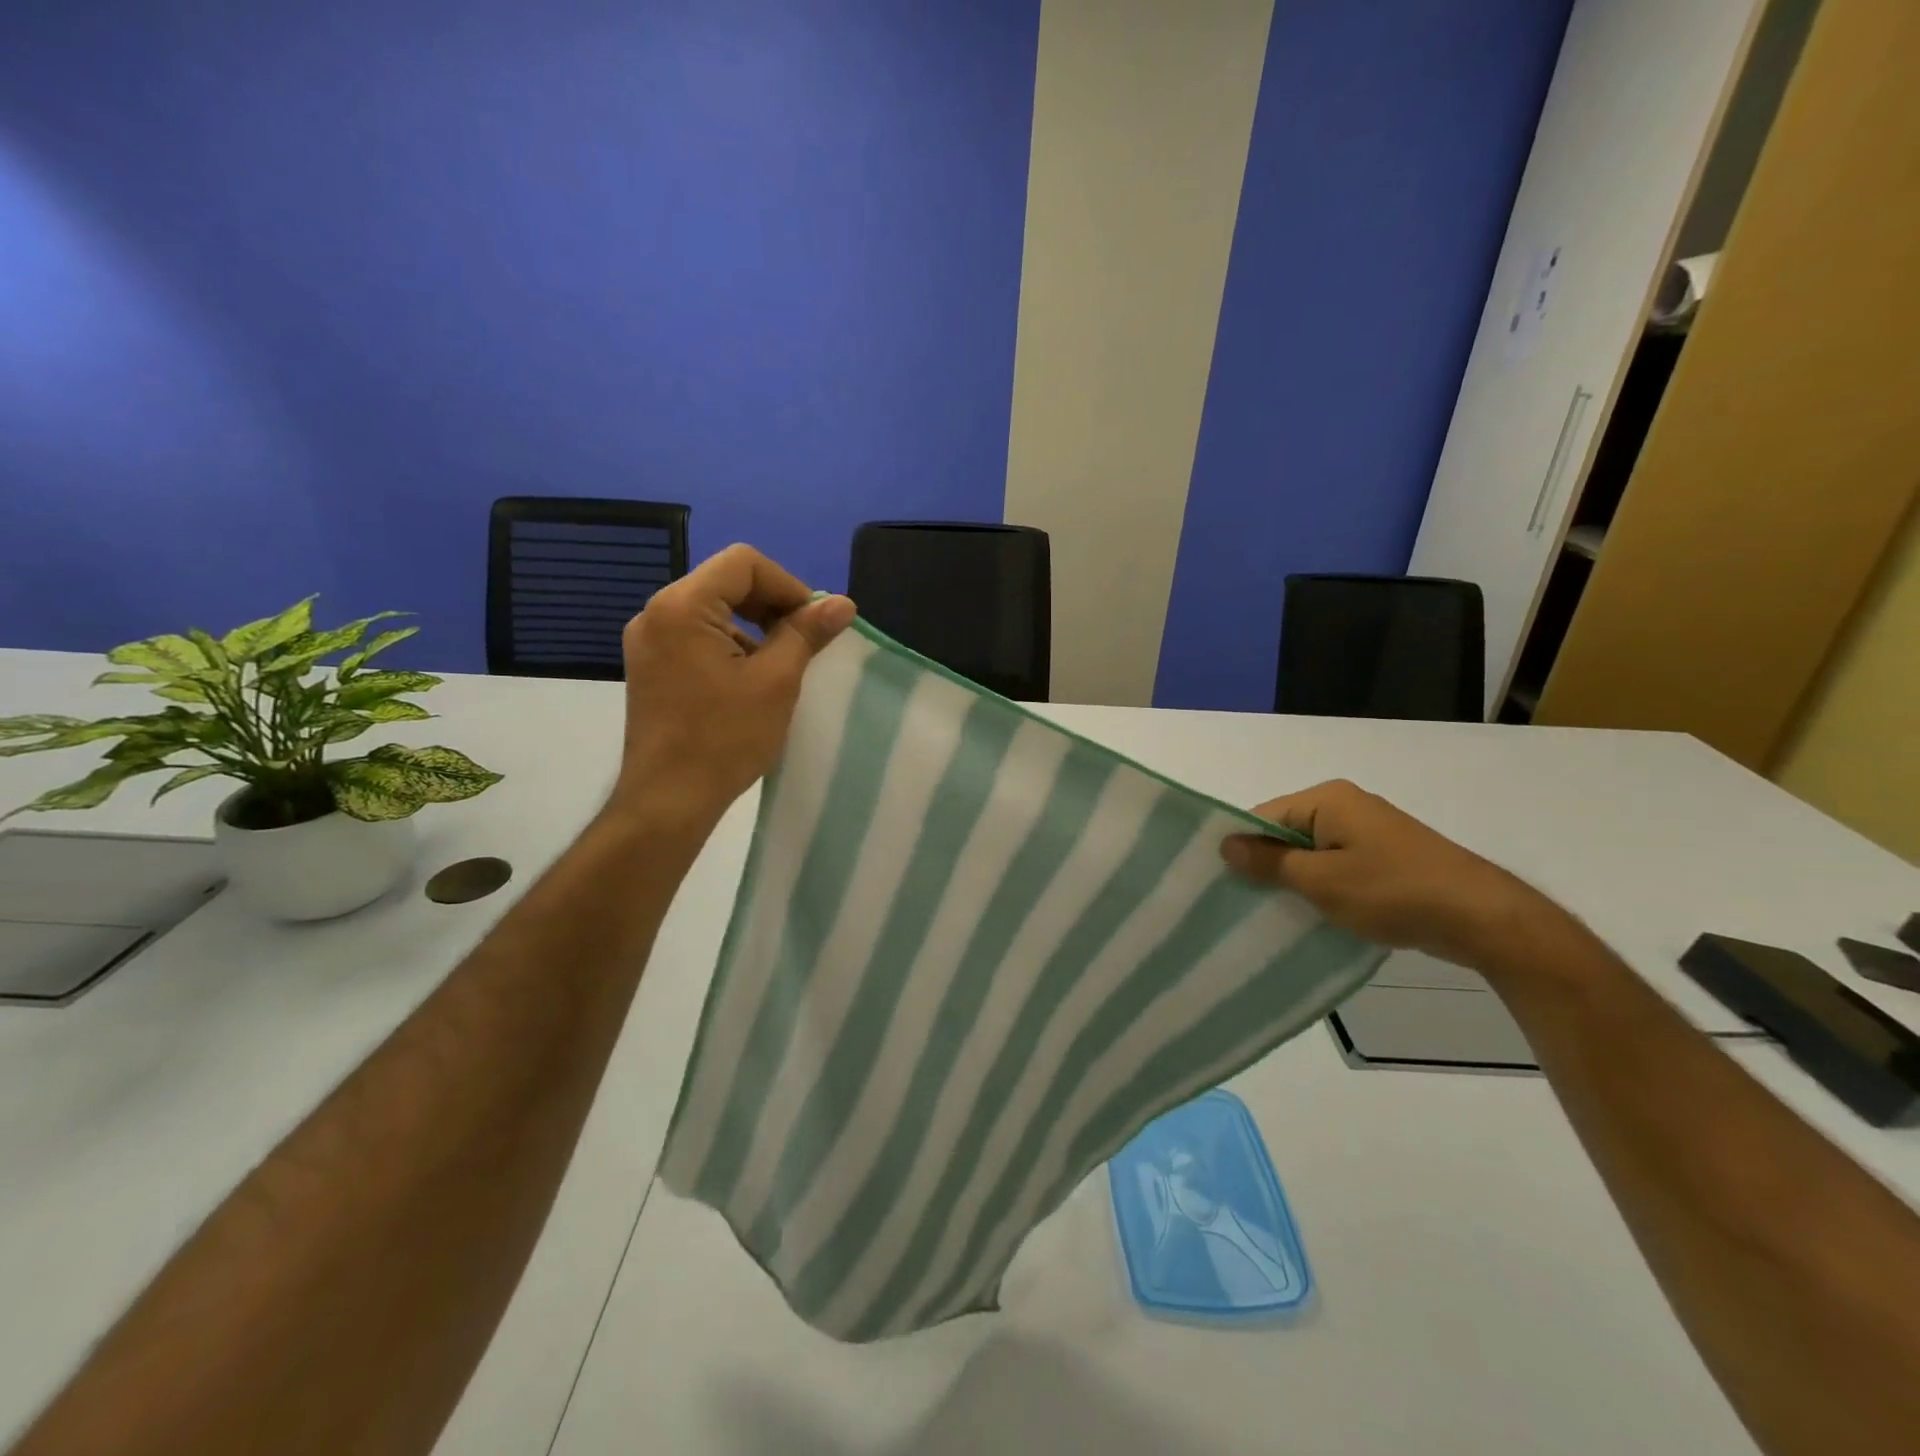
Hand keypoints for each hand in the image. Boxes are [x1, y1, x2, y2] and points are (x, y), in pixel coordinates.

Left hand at [612, 544, 854, 831]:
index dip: (789, 586)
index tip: (814, 624)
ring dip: (754, 625)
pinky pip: (697, 634)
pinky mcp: (650, 665)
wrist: (668, 799)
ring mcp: (648, 640)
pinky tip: (749, 679)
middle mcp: (657, 612)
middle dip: (772, 604)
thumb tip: (843, 604)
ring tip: (781, 664)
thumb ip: (806, 633)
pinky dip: (730, 644)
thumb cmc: (725, 738)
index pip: (744, 563)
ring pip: (713, 609)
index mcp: (682, 606)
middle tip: (804, 641)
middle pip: (726, 581)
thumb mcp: (777, 681)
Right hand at [1220, 779, 1562, 972]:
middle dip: (1266, 865)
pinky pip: (1337, 866)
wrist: (1483, 917)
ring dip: (1295, 880)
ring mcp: (1370, 831)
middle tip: (1241, 901)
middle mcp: (1346, 805)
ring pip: (1312, 853)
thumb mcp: (1320, 881)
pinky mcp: (1387, 857)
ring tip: (1272, 912)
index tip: (1220, 881)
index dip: (1240, 846)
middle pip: (1286, 832)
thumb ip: (1269, 862)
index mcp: (1327, 799)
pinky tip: (1313, 915)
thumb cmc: (1392, 891)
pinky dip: (1323, 887)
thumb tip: (1226, 845)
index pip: (1263, 815)